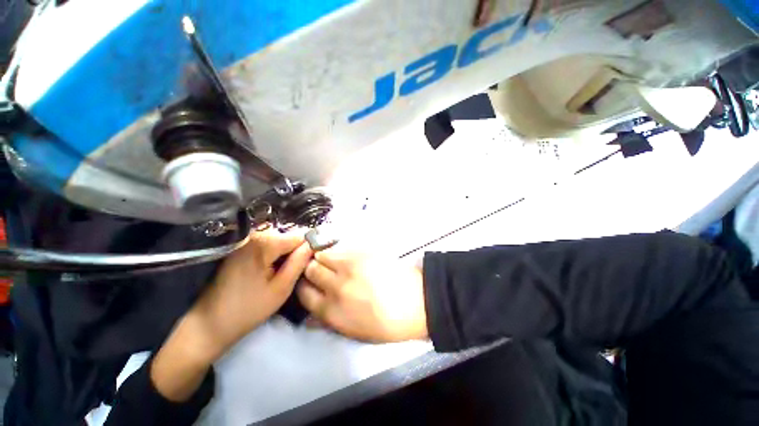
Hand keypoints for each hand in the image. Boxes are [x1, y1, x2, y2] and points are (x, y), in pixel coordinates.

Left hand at [152, 228, 311, 401]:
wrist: (209, 324)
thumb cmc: (248, 309)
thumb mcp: (281, 288)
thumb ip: (299, 262)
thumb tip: (313, 244)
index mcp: (264, 244)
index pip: (299, 236)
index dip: (308, 248)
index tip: (311, 262)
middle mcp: (253, 236)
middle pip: (287, 237)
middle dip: (295, 251)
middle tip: (294, 272)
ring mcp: (244, 241)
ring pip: (278, 240)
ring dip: (284, 254)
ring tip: (282, 273)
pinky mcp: (239, 248)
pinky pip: (266, 245)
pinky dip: (273, 255)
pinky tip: (269, 270)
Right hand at [297, 251, 427, 342]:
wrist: (415, 303)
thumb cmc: (386, 323)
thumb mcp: (353, 332)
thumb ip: (328, 322)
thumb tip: (309, 317)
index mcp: (331, 310)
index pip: (303, 292)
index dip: (303, 286)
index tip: (308, 283)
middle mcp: (335, 286)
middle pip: (310, 269)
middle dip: (313, 269)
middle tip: (321, 269)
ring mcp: (349, 266)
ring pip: (323, 254)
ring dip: (324, 257)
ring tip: (334, 260)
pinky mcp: (362, 252)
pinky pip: (341, 247)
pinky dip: (339, 250)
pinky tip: (347, 255)